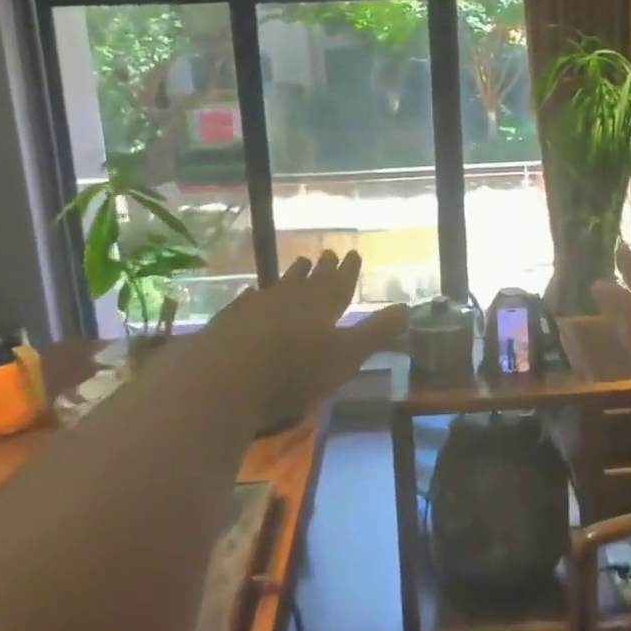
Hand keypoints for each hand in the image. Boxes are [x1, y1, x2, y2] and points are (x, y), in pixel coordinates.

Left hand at [203, 251, 408, 427]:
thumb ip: (376, 333)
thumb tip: (407, 307)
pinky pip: (248, 299)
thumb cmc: (294, 372)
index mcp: (323, 307)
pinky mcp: (229, 320)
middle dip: (322, 268)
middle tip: (327, 252)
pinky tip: (251, 292)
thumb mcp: (346, 357)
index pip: (340, 283)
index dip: (348, 270)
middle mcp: (292, 299)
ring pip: (280, 284)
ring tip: (299, 263)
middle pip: (311, 280)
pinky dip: (254, 294)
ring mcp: (257, 306)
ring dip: (292, 275)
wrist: (223, 378)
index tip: (353, 252)